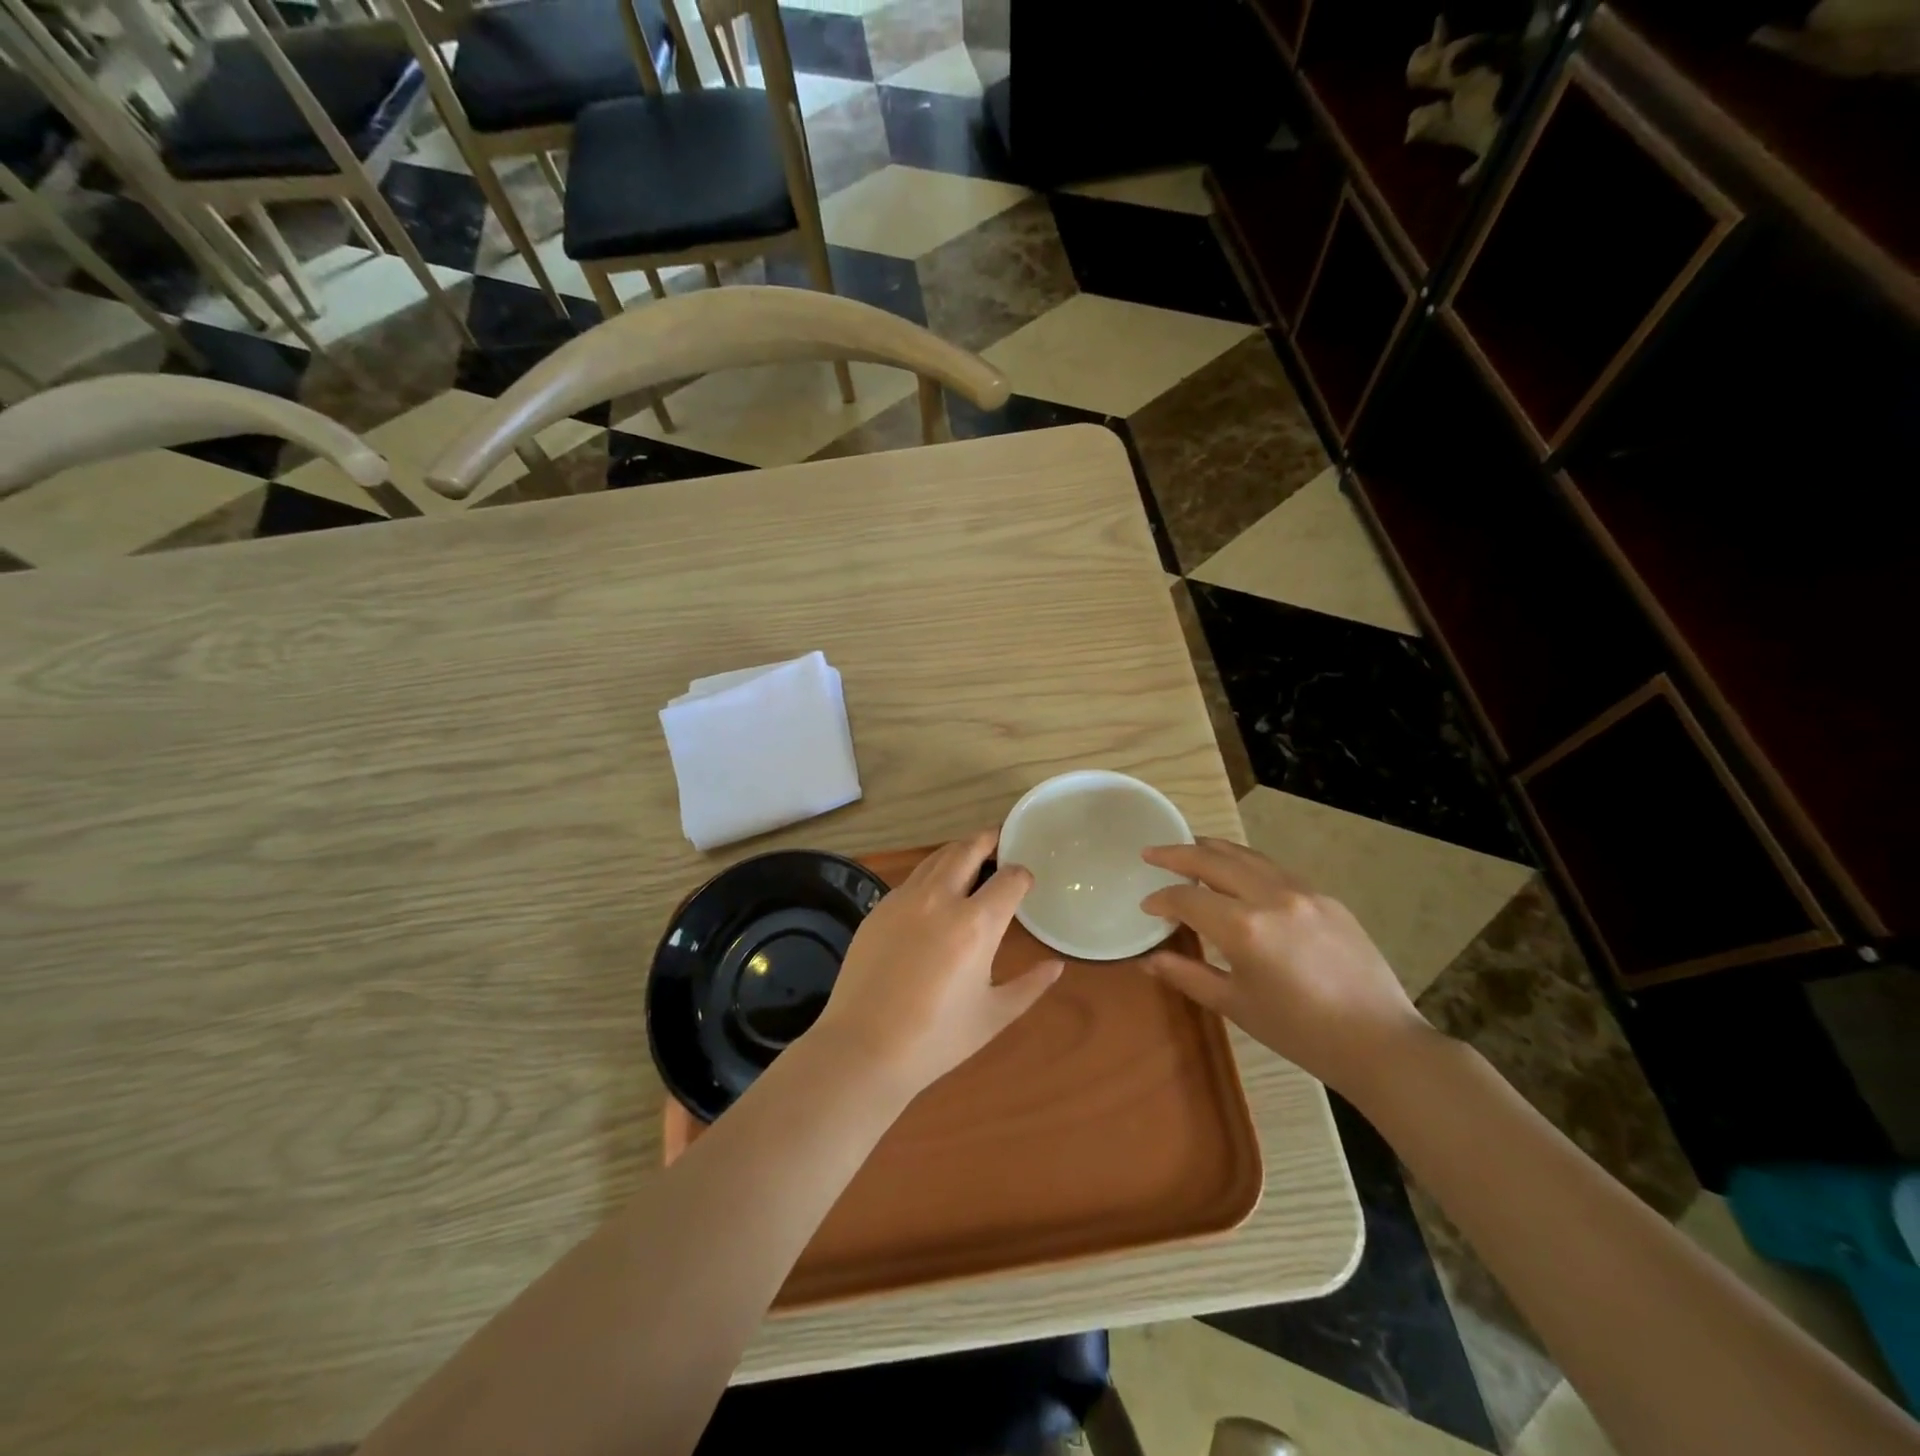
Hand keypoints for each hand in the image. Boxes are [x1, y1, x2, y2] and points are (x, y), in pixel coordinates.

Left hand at [809, 831, 1062, 1097]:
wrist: (863, 1048)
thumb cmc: (936, 1039)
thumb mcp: (994, 1016)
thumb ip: (1030, 986)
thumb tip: (1057, 965)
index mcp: (976, 924)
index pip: (1009, 877)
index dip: (1023, 875)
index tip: (1026, 882)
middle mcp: (940, 899)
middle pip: (969, 849)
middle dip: (989, 840)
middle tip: (1001, 840)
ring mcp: (904, 900)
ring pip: (937, 857)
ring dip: (959, 851)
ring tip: (972, 858)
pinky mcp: (879, 909)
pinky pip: (912, 879)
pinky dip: (931, 873)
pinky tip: (935, 893)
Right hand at [1139, 838, 1431, 1094]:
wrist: (1380, 1042)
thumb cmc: (1300, 1032)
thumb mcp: (1236, 1006)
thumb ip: (1188, 975)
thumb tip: (1149, 961)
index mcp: (1244, 928)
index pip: (1188, 898)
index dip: (1162, 900)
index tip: (1146, 905)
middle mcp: (1271, 897)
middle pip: (1214, 860)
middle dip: (1177, 855)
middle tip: (1151, 853)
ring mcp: (1303, 892)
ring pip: (1247, 856)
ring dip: (1213, 849)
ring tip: (1190, 847)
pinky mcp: (1326, 897)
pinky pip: (1276, 869)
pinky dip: (1247, 863)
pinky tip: (1240, 872)